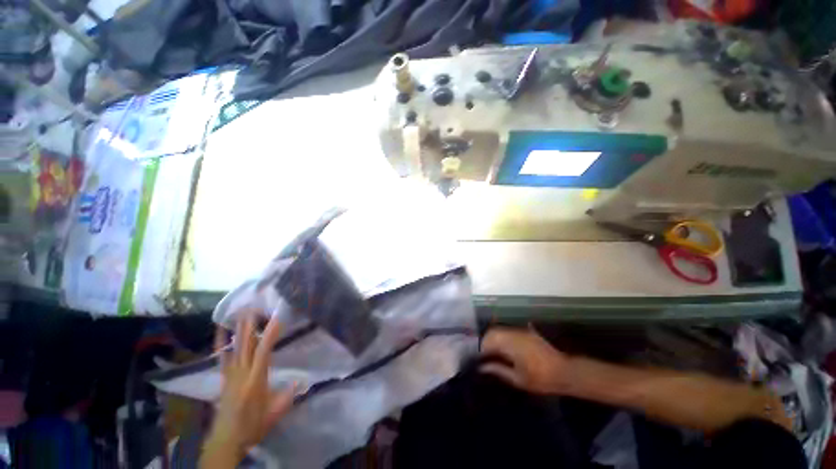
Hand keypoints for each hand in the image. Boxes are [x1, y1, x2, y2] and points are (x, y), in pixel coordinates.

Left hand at [201, 312, 294, 466]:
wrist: (226, 439)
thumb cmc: (253, 425)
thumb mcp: (275, 413)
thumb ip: (288, 395)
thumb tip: (302, 379)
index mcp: (256, 380)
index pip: (263, 353)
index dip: (270, 335)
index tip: (277, 318)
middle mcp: (242, 373)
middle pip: (246, 345)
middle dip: (250, 325)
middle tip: (253, 307)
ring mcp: (230, 374)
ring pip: (234, 348)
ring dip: (238, 329)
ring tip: (240, 312)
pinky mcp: (224, 377)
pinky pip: (222, 356)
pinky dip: (220, 342)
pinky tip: (219, 330)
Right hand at [480, 326, 571, 394]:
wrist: (565, 372)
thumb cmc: (540, 378)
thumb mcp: (518, 379)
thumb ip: (498, 370)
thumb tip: (482, 367)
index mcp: (510, 343)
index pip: (488, 340)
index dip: (481, 349)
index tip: (480, 359)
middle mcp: (513, 333)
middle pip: (493, 332)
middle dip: (486, 342)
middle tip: (485, 356)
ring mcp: (521, 331)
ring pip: (501, 330)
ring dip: (495, 339)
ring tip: (494, 353)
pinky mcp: (528, 332)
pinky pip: (510, 331)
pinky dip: (504, 337)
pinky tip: (506, 348)